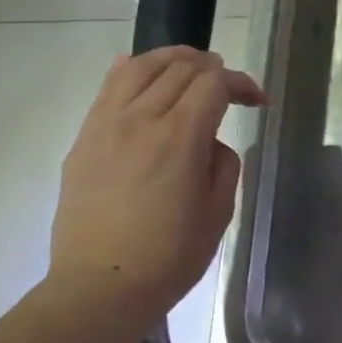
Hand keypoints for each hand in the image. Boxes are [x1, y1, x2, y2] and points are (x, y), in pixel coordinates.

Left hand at [50, 47, 265, 325]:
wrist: (103, 283)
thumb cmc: (171, 256)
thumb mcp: (217, 214)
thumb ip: (222, 167)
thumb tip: (210, 144)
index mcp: (180, 138)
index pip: (213, 85)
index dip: (240, 84)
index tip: (257, 101)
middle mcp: (140, 119)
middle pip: (177, 69)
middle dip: (210, 68)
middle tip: (228, 83)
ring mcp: (105, 125)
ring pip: (138, 68)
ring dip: (169, 59)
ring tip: (188, 65)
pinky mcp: (84, 139)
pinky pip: (108, 88)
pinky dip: (132, 71)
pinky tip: (142, 74)